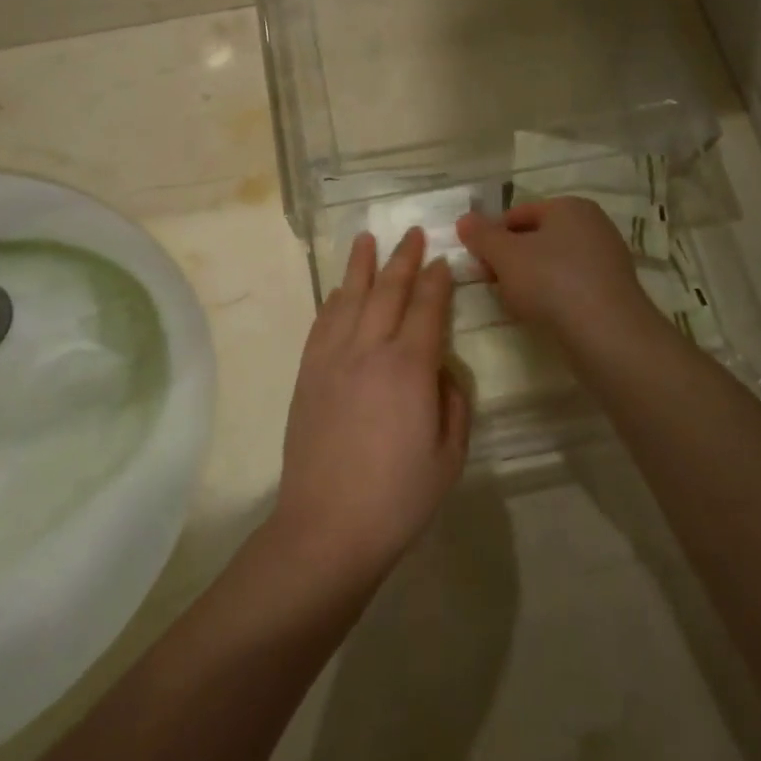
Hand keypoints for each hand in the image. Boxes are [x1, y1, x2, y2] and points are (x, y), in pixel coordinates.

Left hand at [272, 228, 469, 587]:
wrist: (327, 528)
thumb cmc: (397, 498)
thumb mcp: (449, 456)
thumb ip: (453, 403)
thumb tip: (441, 370)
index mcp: (409, 368)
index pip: (426, 308)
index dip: (436, 281)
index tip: (442, 260)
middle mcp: (369, 350)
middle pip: (388, 292)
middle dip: (402, 259)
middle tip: (412, 233)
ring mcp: (332, 359)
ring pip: (349, 298)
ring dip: (361, 266)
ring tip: (367, 239)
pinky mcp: (307, 374)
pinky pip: (322, 324)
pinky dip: (333, 300)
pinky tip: (339, 290)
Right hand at [458, 199, 659, 350]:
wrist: (607, 334)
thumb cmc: (551, 282)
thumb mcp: (505, 255)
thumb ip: (481, 236)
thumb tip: (464, 219)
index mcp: (569, 206)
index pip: (518, 214)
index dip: (492, 237)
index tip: (478, 264)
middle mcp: (593, 225)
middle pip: (536, 238)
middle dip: (510, 260)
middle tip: (493, 285)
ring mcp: (607, 259)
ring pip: (553, 264)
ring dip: (530, 280)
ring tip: (516, 304)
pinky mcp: (613, 291)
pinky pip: (572, 286)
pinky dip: (553, 297)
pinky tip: (543, 316)